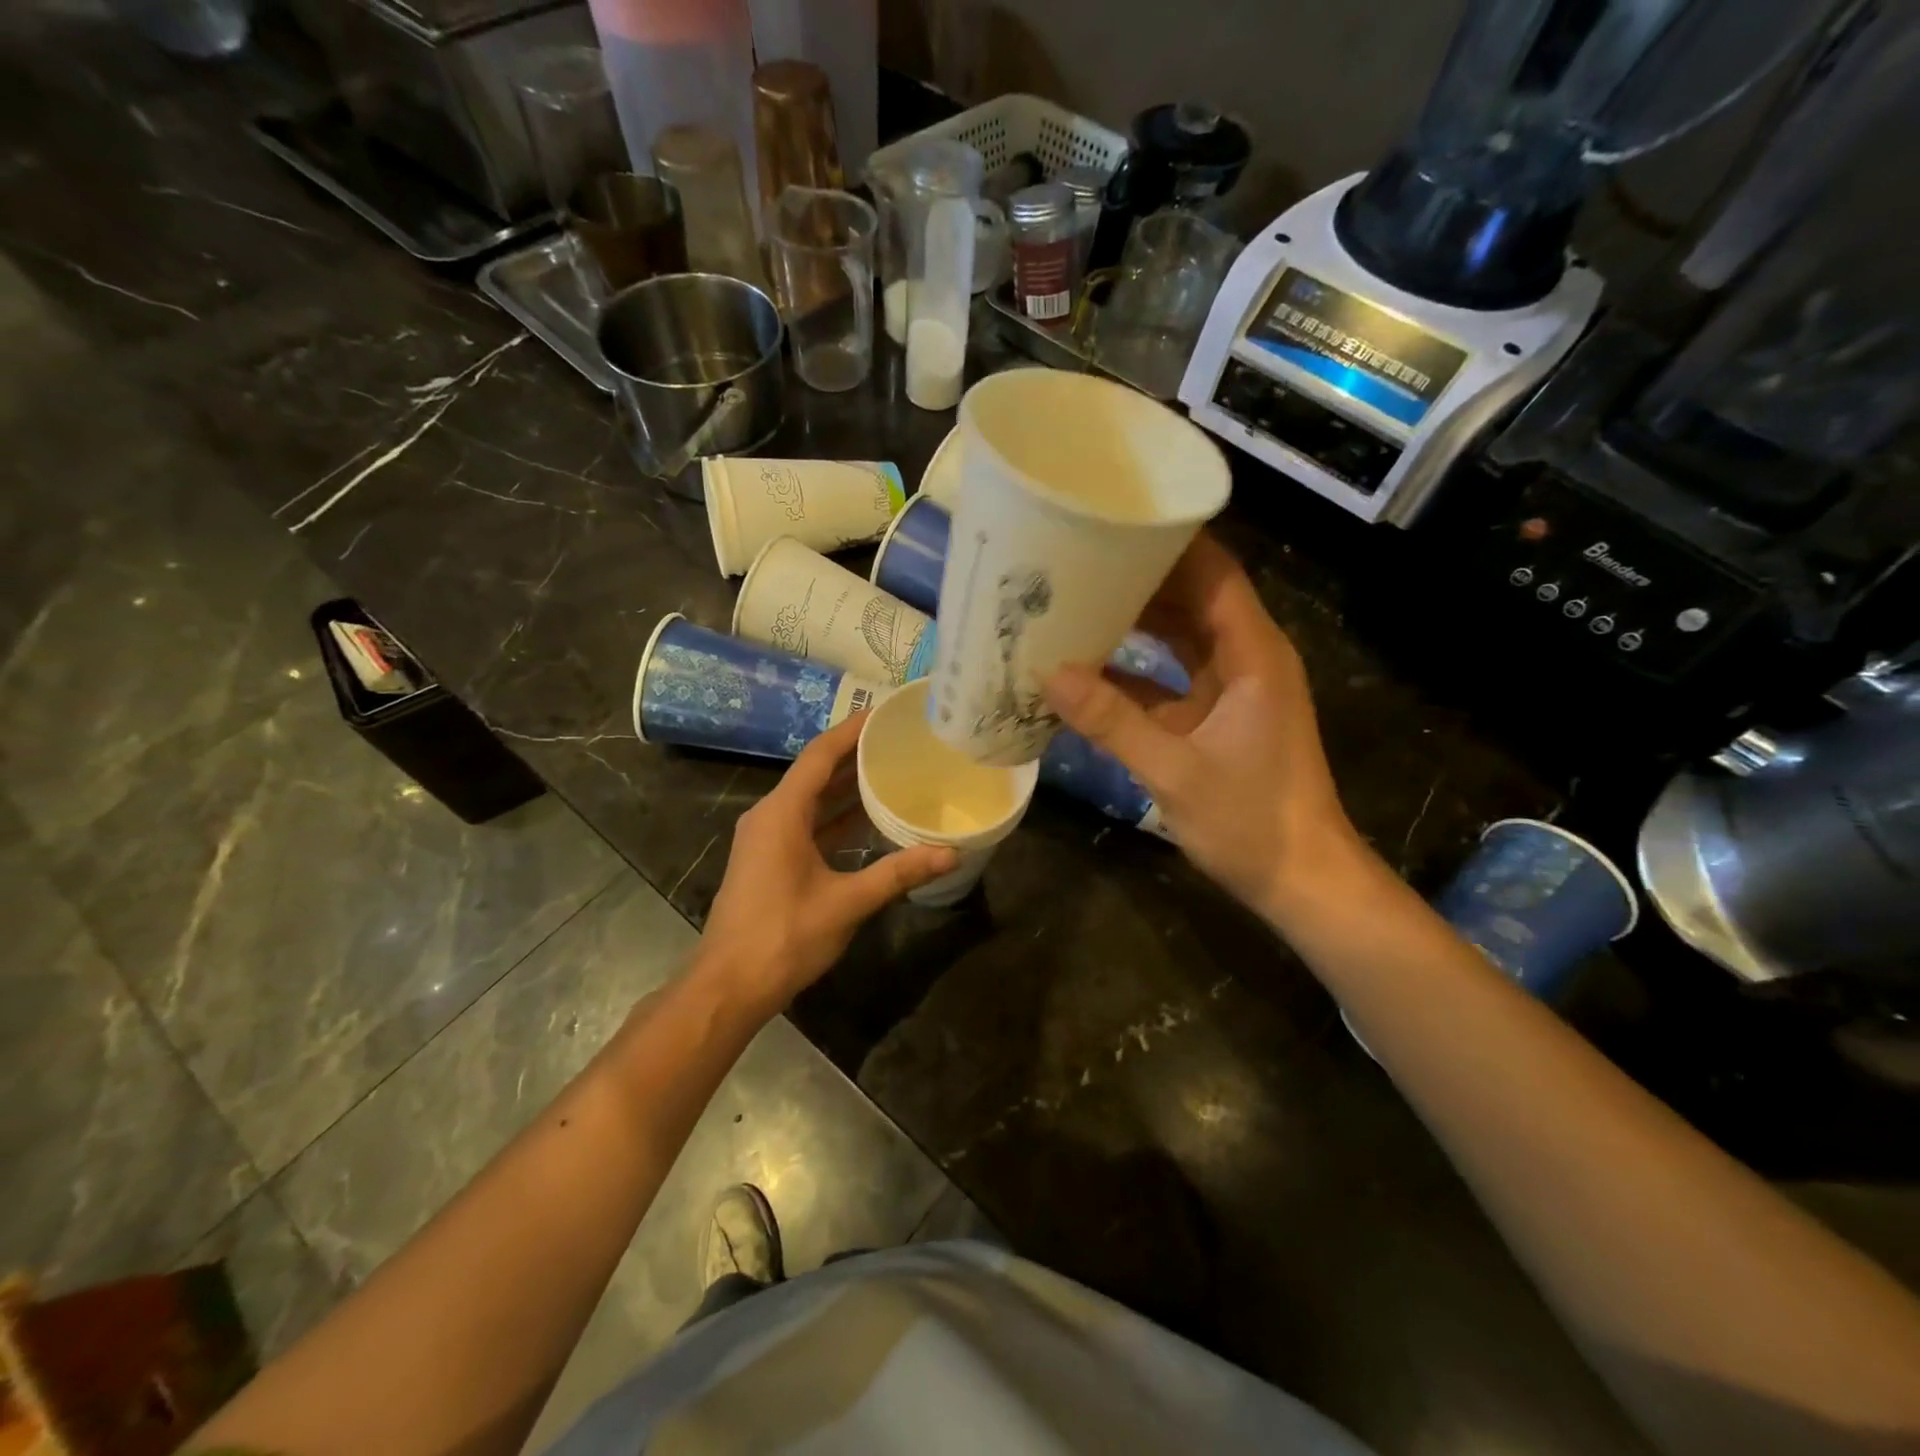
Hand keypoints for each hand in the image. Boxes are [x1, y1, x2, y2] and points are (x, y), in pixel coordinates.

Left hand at [698, 713, 957, 1015]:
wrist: (729, 986)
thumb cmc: (783, 937)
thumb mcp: (846, 903)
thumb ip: (897, 873)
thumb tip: (951, 853)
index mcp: (782, 813)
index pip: (819, 756)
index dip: (851, 730)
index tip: (885, 712)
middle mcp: (770, 816)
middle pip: (816, 772)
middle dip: (855, 754)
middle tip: (899, 739)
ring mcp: (767, 839)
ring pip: (812, 800)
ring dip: (847, 787)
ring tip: (892, 769)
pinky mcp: (771, 860)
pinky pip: (808, 824)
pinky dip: (837, 817)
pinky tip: (870, 819)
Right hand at [1044, 532, 1357, 921]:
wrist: (1301, 881)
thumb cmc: (1252, 821)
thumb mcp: (1174, 771)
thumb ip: (1112, 722)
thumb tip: (1049, 674)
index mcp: (1252, 654)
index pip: (1212, 572)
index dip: (1166, 542)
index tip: (1112, 520)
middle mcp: (1245, 658)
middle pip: (1192, 596)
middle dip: (1137, 576)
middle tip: (1074, 559)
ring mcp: (1231, 688)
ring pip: (1179, 635)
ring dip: (1133, 620)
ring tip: (1072, 599)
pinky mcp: (1216, 716)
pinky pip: (1170, 676)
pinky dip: (1133, 669)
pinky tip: (1086, 666)